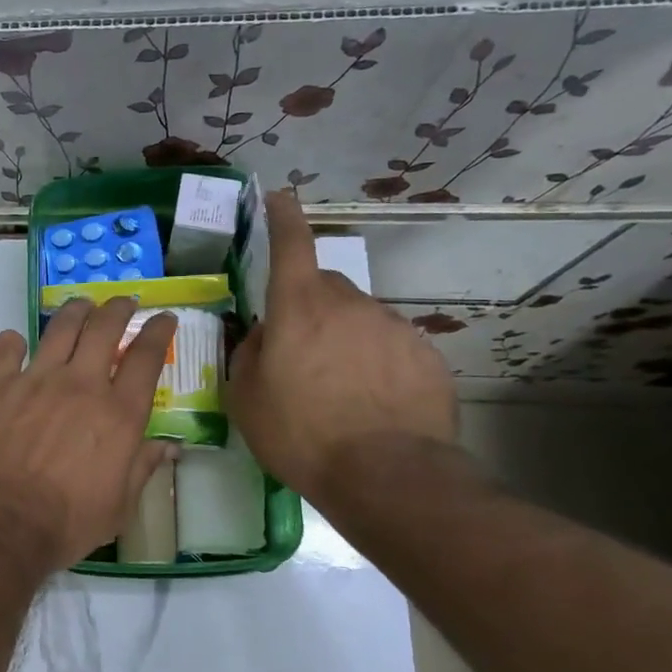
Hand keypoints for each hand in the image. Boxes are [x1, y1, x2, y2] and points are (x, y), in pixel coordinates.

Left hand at [0, 298, 176, 569]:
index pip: (146, 356)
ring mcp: (37, 379)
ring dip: (75, 311)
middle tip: (123, 302)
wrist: (2, 520)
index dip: (158, 331)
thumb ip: (144, 467)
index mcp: (119, 412)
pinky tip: (15, 342)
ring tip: (81, 306)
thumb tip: (169, 446)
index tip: (164, 319)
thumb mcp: (120, 504)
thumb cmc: (68, 521)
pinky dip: (13, 342)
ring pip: (61, 327)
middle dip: (118, 308)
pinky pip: (8, 349)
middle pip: (104, 328)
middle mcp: (82, 384)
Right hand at [228, 192, 456, 502]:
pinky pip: (390, 346)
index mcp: (299, 308)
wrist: (388, 475)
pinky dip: (376, 362)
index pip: (291, 244)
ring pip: (359, 319)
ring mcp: (393, 327)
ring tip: (338, 389)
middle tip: (300, 353)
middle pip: (325, 287)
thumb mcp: (246, 397)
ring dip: (344, 339)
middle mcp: (349, 305)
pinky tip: (372, 403)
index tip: (279, 197)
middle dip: (309, 307)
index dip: (283, 216)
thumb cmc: (301, 433)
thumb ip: (250, 353)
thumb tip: (265, 335)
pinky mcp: (426, 355)